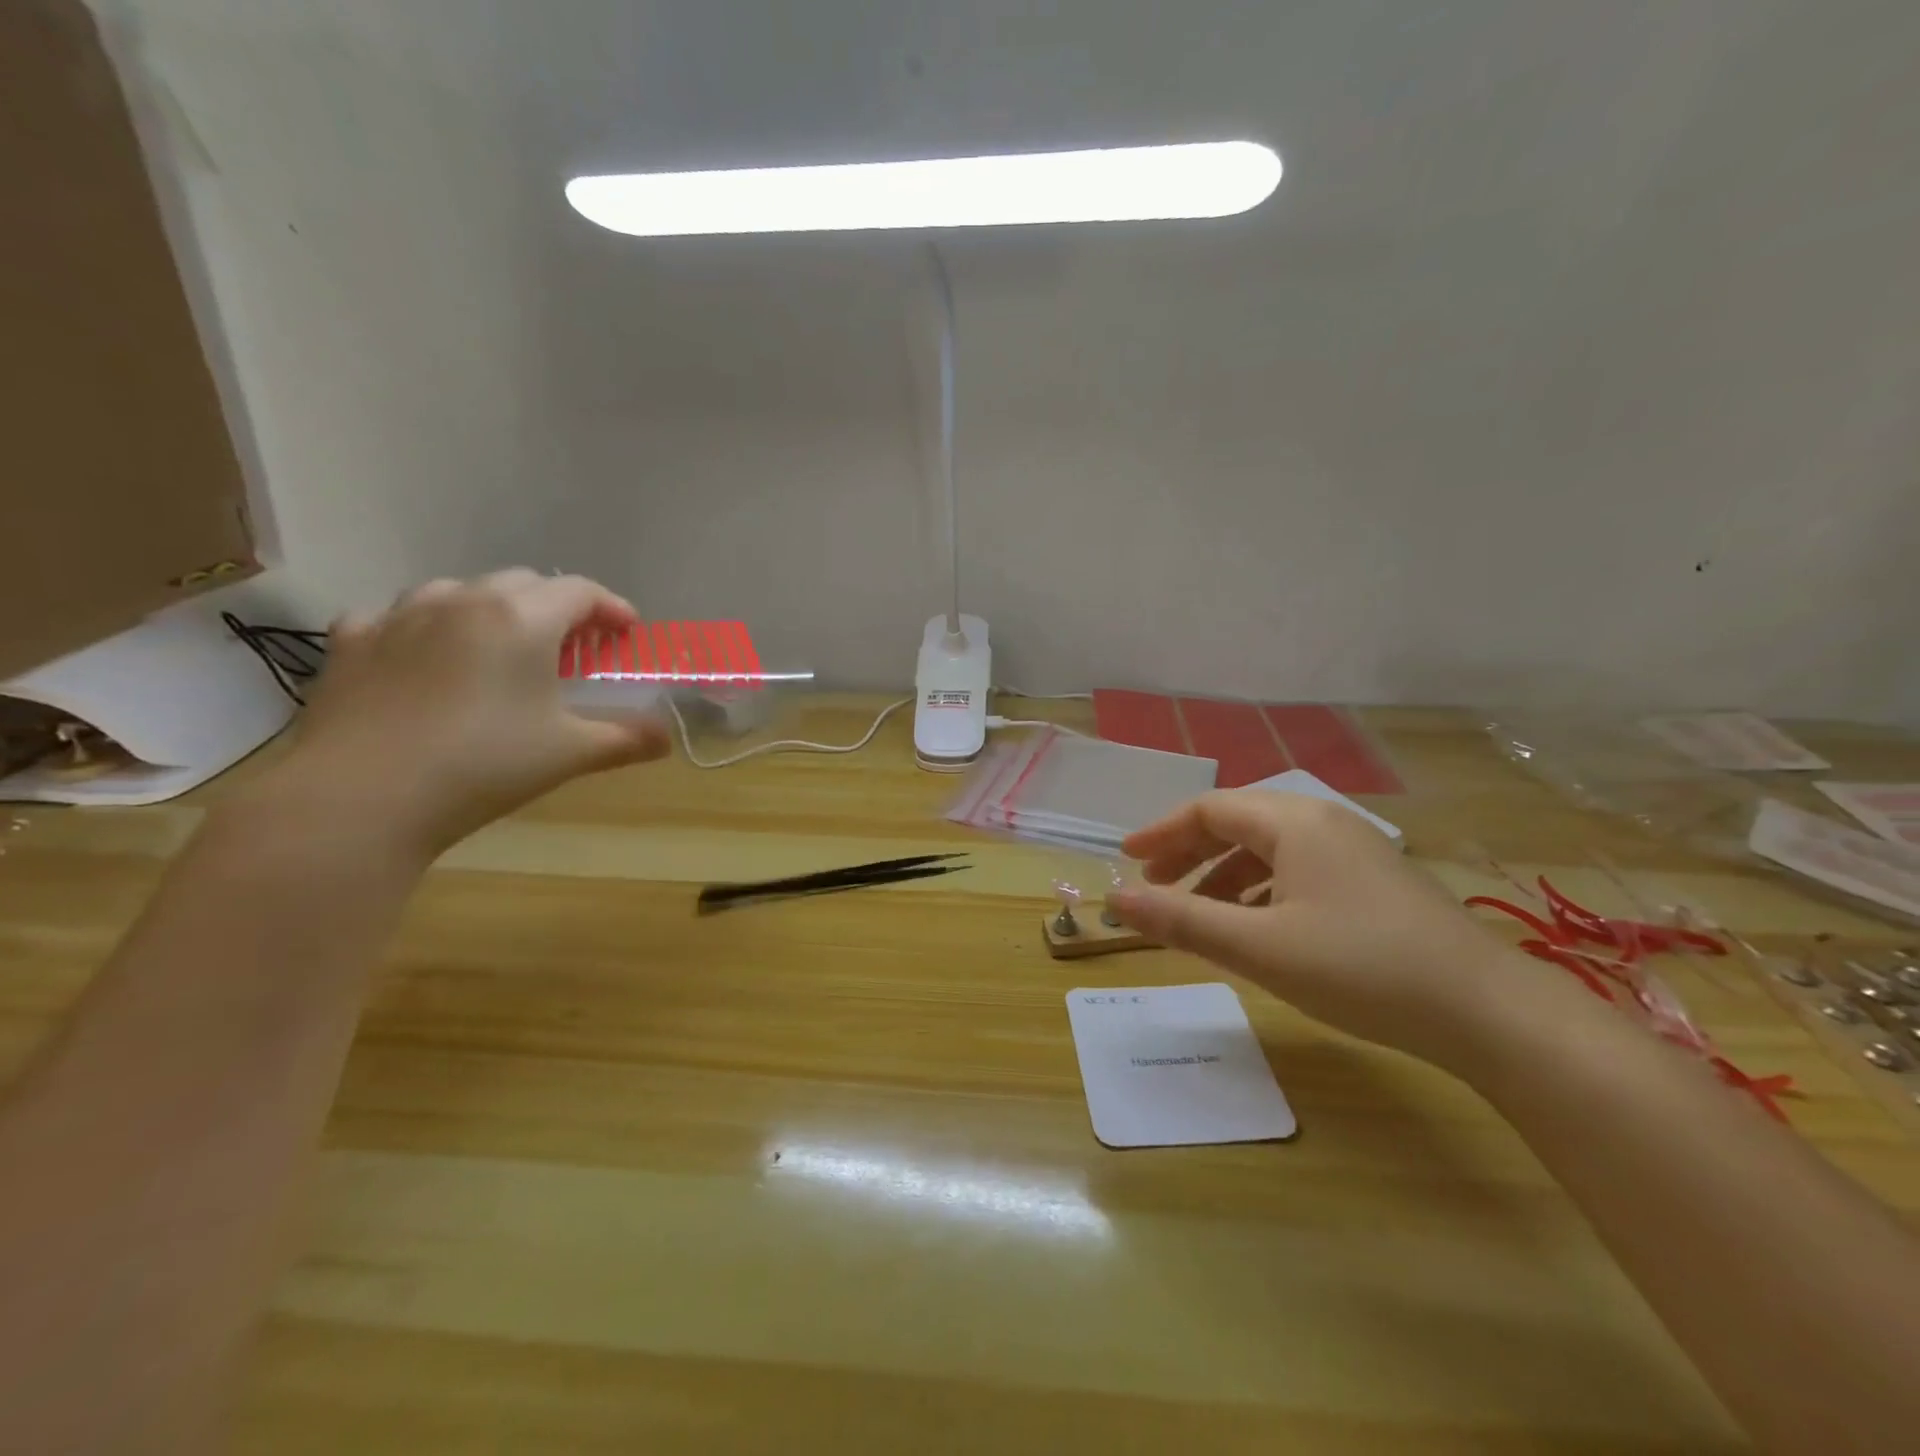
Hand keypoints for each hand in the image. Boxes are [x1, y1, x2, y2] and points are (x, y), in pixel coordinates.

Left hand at [263, 570, 671, 857]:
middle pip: (524, 582)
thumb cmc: (483, 765)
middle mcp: (462, 600)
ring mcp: (399, 616)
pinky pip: (397, 617)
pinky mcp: (351, 641)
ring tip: (500, 649)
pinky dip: (425, 629)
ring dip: (491, 610)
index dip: (612, 608)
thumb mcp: (571, 753)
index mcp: (521, 618)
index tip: (627, 632)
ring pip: (459, 591)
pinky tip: (425, 659)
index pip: (581, 591)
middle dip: (557, 608)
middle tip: (572, 648)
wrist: (361, 798)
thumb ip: (627, 740)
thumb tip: (666, 738)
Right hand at [1110, 791, 1542, 1066]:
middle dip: (1189, 851)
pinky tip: (1259, 927)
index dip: (1161, 831)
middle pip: (1238, 822)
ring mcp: (1355, 850)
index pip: (1208, 809)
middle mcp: (1323, 822)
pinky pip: (1299, 869)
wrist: (1490, 1012)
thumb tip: (1114, 899)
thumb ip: (1181, 920)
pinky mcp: (1376, 881)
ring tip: (1199, 912)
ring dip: (1224, 874)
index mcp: (1292, 822)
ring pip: (1269, 848)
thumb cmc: (1362, 968)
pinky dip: (1262, 889)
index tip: (1127, 859)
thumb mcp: (1259, 947)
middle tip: (1154, 883)